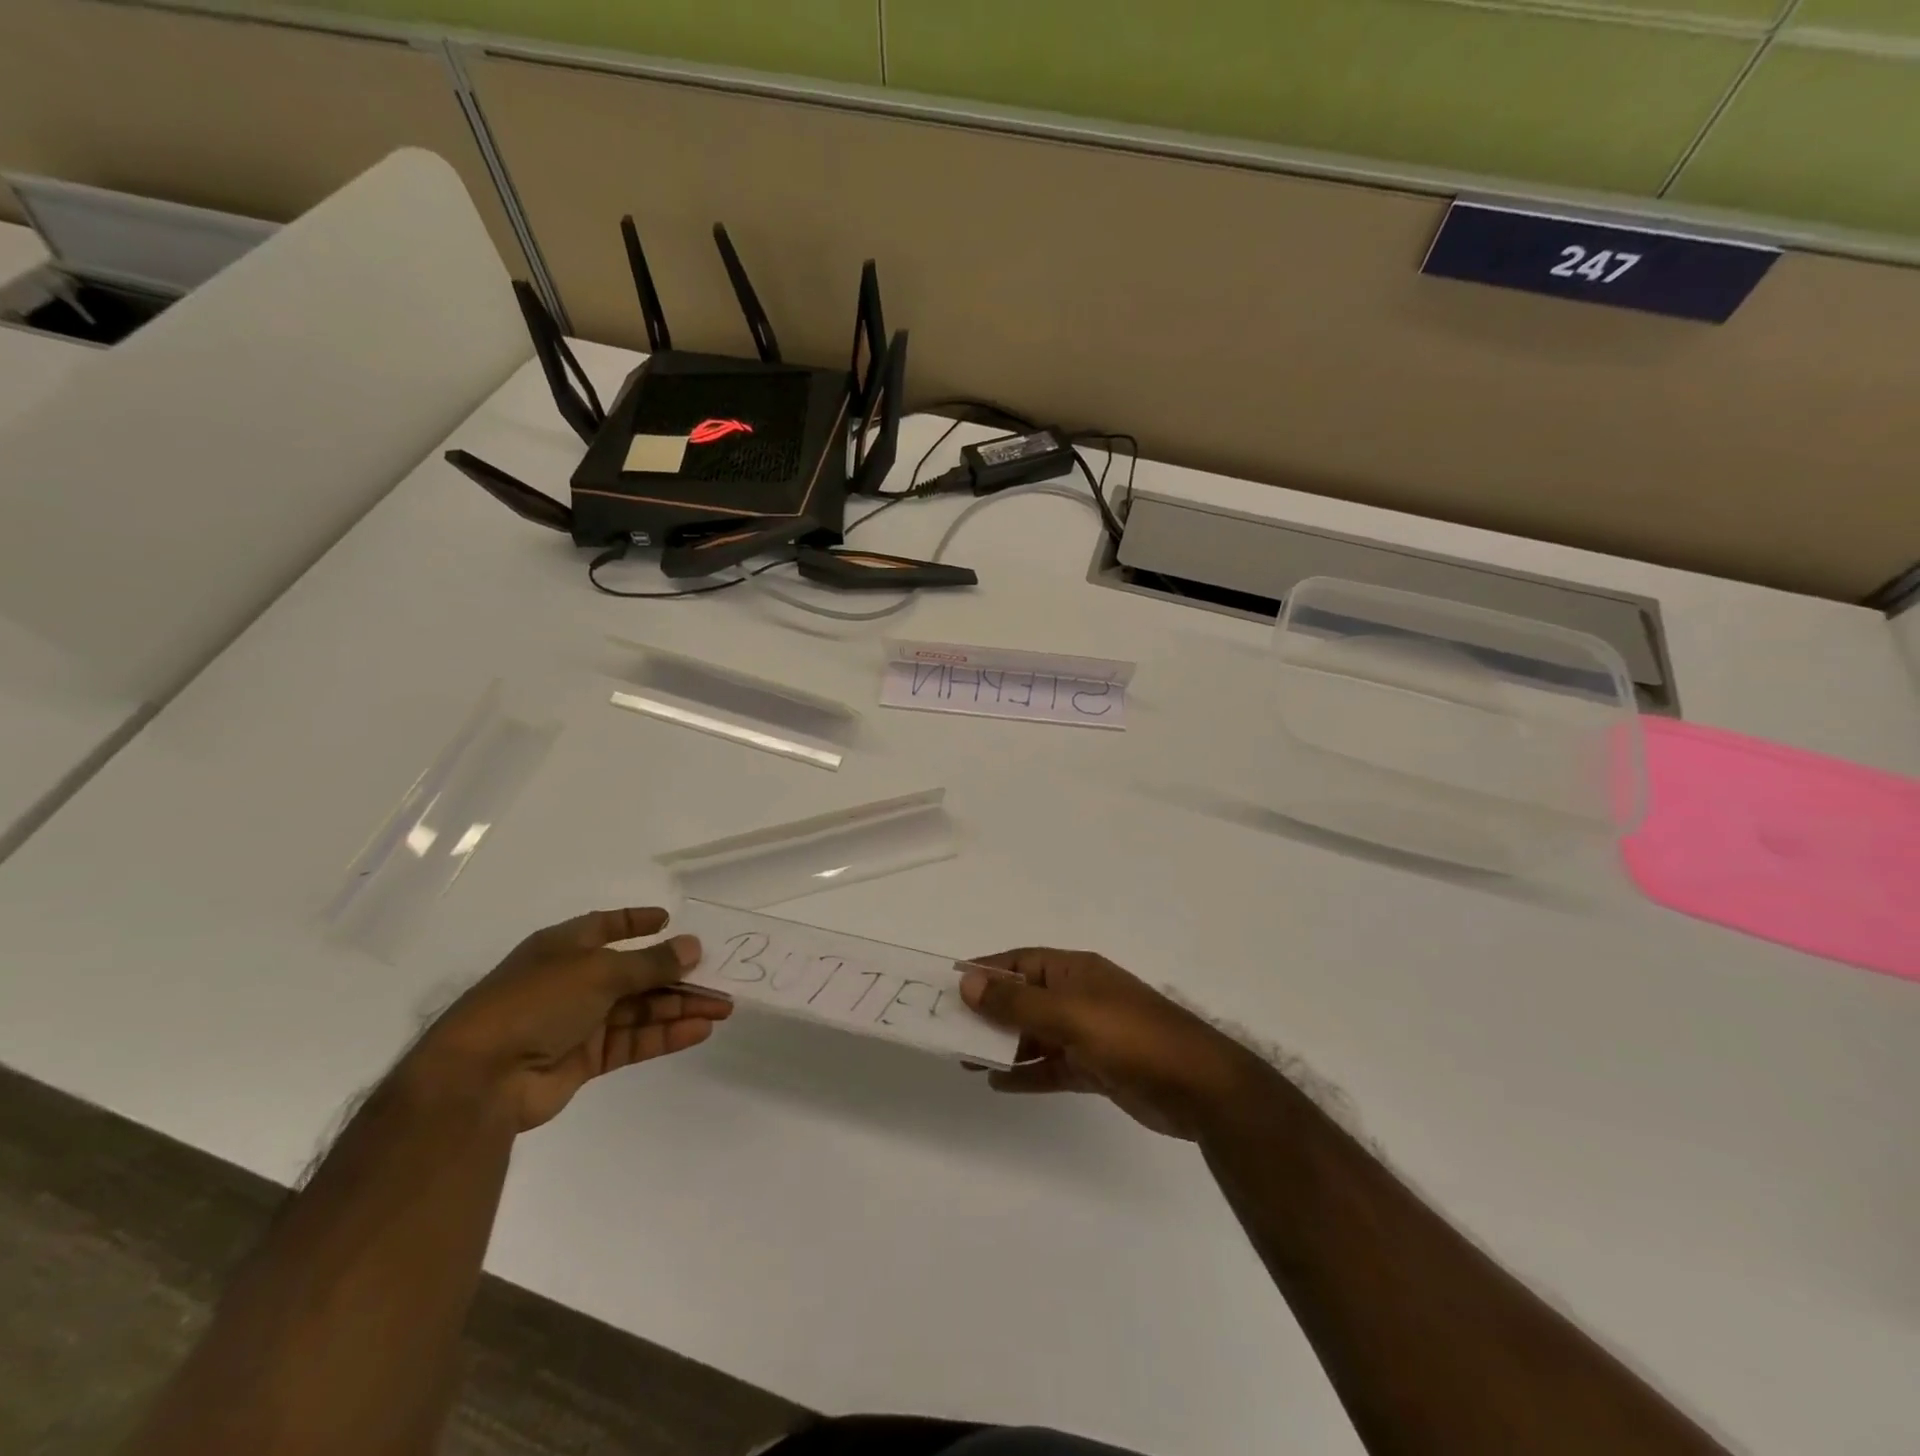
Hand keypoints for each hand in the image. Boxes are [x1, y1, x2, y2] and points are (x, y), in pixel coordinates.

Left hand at [412, 907, 729, 1131]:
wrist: (480, 1080)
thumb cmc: (536, 1003)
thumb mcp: (599, 971)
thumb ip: (651, 963)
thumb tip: (693, 946)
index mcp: (565, 947)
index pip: (607, 926)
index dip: (638, 922)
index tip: (670, 921)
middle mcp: (574, 980)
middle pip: (636, 972)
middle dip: (678, 974)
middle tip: (722, 976)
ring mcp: (579, 1021)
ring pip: (640, 1008)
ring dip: (681, 1006)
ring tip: (723, 1006)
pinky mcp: (585, 1059)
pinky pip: (633, 1041)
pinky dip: (665, 1035)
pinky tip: (699, 1030)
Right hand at [961, 949, 1266, 1140]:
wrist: (1199, 1088)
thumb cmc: (1131, 1037)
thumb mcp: (1070, 1015)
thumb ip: (1017, 1003)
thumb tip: (968, 982)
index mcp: (1075, 972)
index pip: (1021, 962)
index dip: (987, 971)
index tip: (950, 985)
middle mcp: (1080, 997)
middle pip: (1025, 998)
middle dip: (990, 1012)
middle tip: (949, 1029)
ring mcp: (1089, 1034)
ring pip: (1035, 1034)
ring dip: (1003, 1044)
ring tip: (964, 1058)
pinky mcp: (1097, 1068)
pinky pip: (1051, 1066)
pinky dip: (1026, 1072)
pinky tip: (997, 1082)